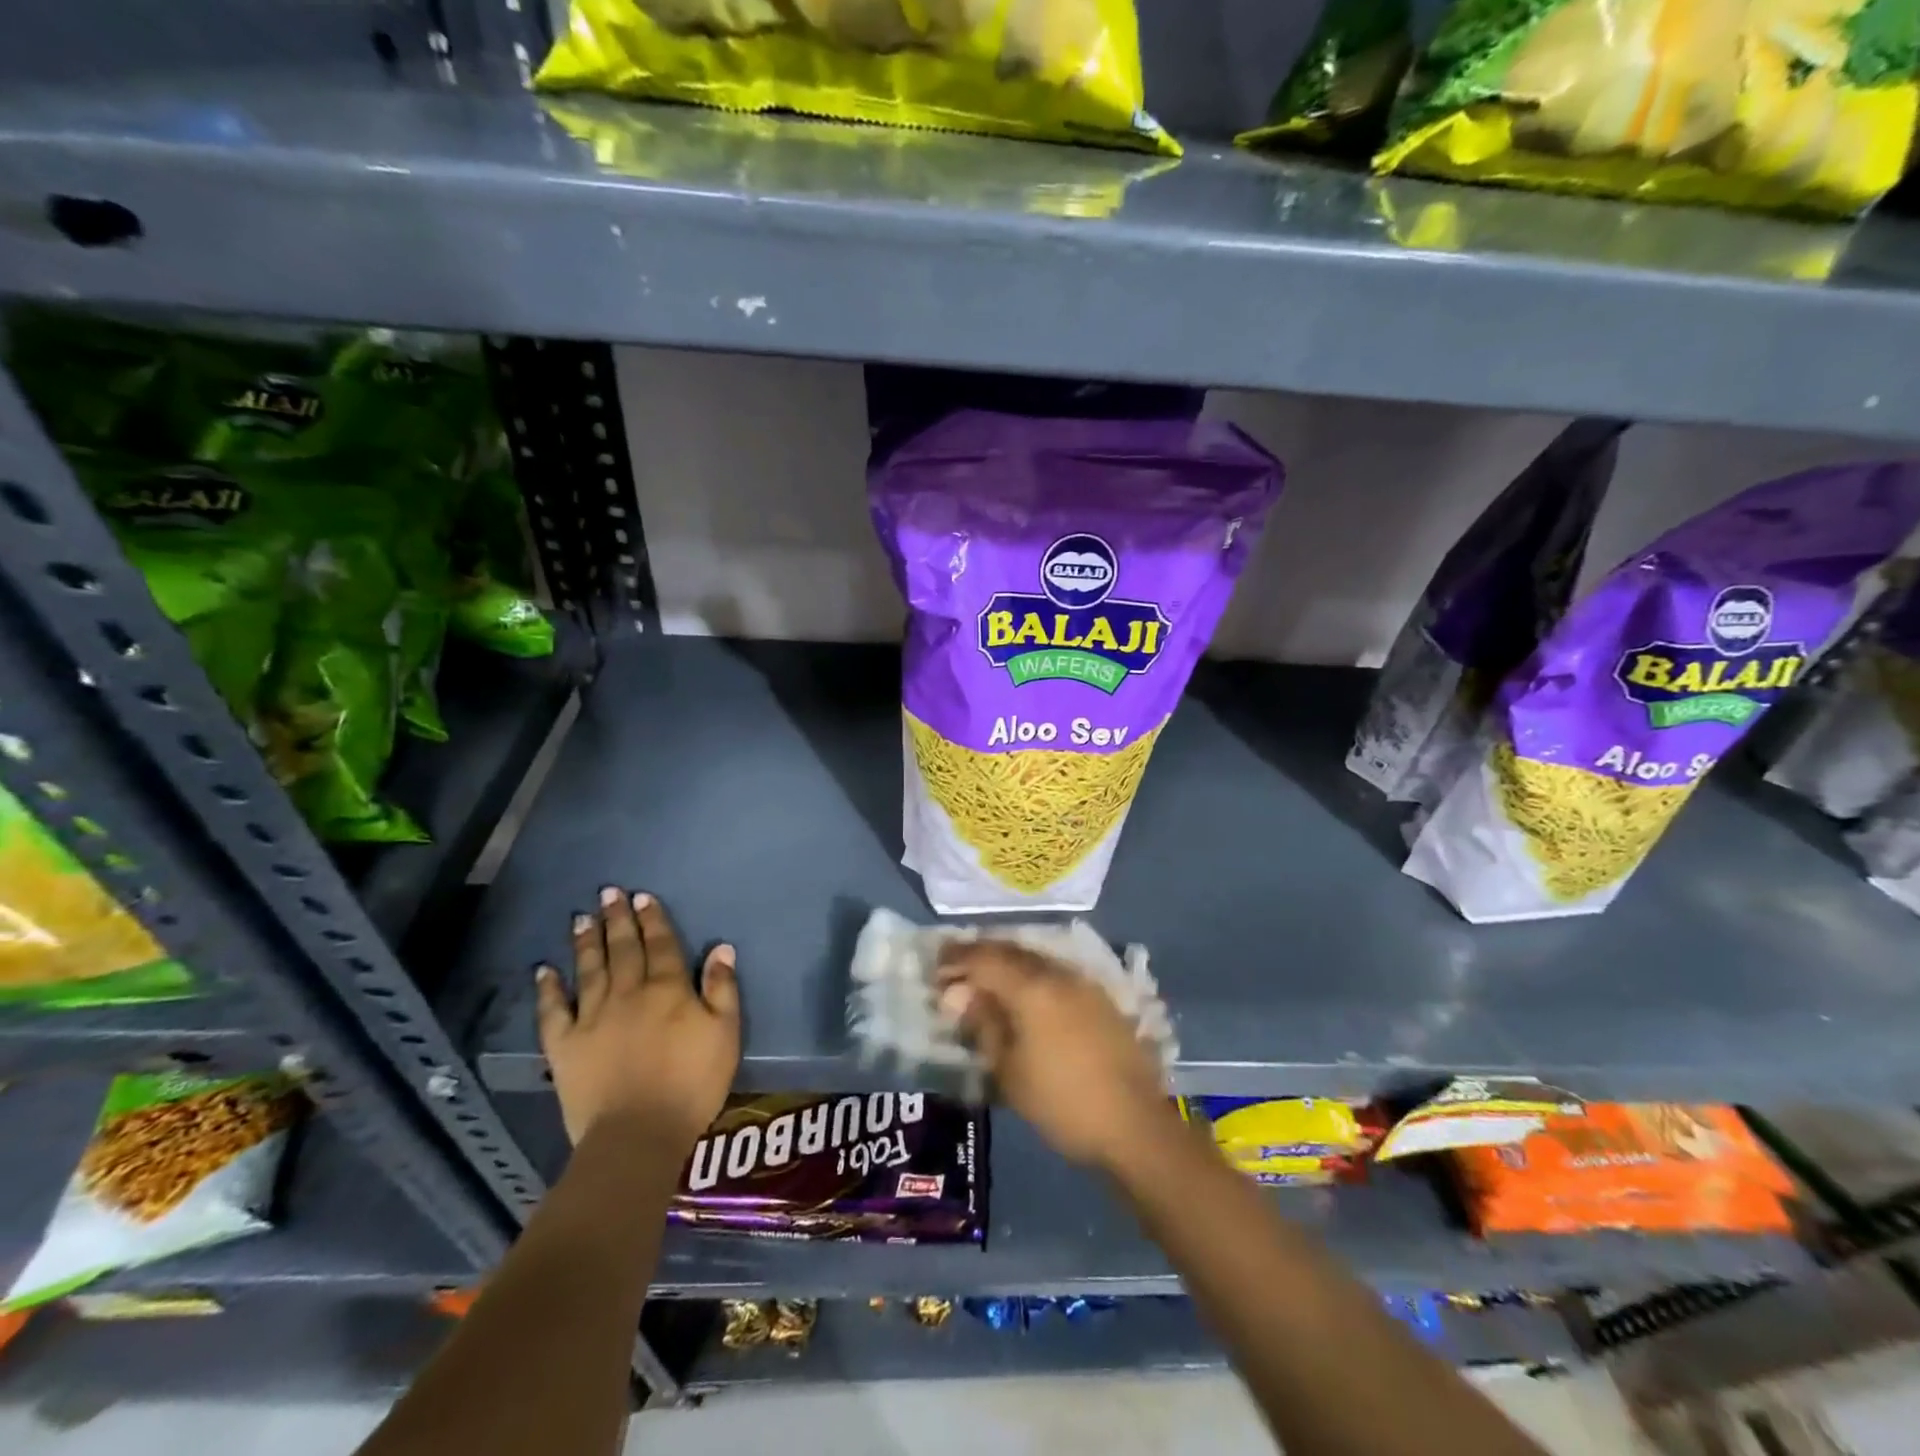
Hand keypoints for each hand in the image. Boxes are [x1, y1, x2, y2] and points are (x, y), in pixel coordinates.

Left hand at [536, 887, 739, 1150]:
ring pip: (589, 970)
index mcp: (668, 990)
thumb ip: (722, 989)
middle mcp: (629, 993)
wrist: (637, 1134)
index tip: (642, 897)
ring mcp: (592, 1018)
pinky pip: (553, 1011)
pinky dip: (548, 989)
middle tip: (608, 893)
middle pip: (623, 949)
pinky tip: (543, 970)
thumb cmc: (692, 1083)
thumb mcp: (725, 1034)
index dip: (653, 920)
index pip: (661, 945)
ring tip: (582, 918)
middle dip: (617, 920)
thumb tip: (721, 948)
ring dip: (586, 942)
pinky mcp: (565, 1046)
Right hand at [937, 941, 1173, 1171]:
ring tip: (986, 983)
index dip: (957, 957)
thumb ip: (983, 1024)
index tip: (936, 965)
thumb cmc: (1061, 1102)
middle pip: (1011, 951)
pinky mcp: (1101, 999)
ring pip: (1035, 960)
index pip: (984, 957)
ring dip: (1007, 965)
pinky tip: (1024, 997)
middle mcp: (1058, 974)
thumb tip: (960, 995)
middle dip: (980, 956)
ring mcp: (1084, 984)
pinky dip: (1031, 977)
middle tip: (956, 971)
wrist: (1134, 1124)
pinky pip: (1055, 975)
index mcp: (1031, 987)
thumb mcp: (1009, 1070)